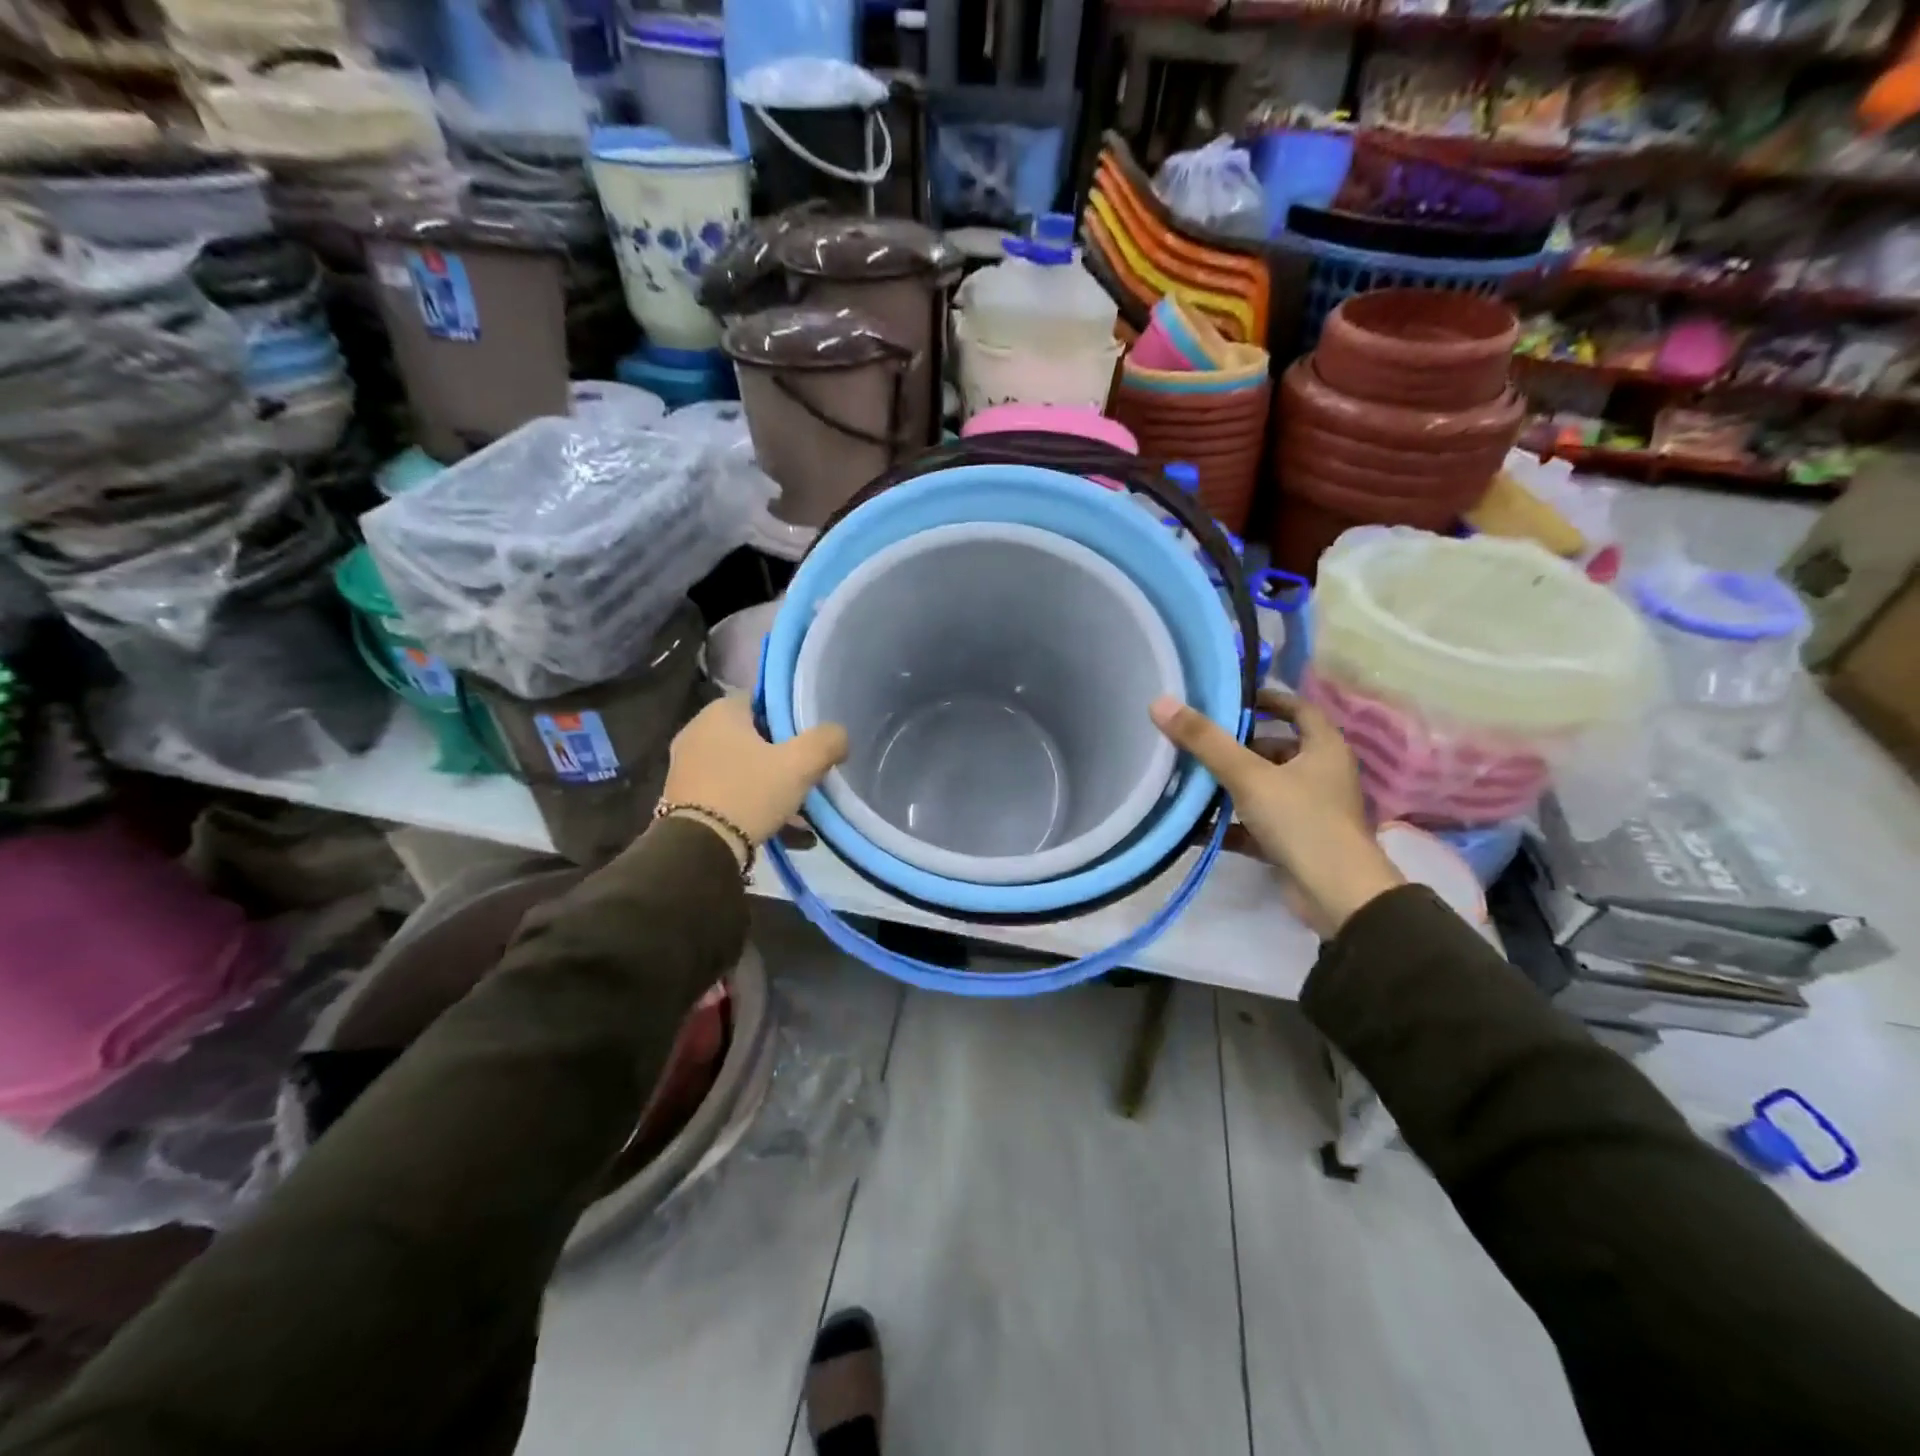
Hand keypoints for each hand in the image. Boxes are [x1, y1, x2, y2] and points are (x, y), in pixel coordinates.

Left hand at [662, 698, 847, 850]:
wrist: (698, 849)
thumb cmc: (749, 793)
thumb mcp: (800, 765)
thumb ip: (827, 741)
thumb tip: (839, 735)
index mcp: (720, 712)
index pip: (761, 701)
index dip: (788, 718)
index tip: (807, 741)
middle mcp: (697, 731)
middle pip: (752, 737)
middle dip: (780, 757)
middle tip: (805, 776)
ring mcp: (685, 766)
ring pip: (742, 769)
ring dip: (769, 786)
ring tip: (798, 812)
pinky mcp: (682, 798)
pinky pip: (727, 793)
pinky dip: (751, 805)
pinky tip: (778, 830)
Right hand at [1150, 689, 1402, 937]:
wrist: (1337, 896)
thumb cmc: (1302, 821)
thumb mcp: (1249, 776)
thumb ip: (1206, 741)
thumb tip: (1161, 703)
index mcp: (1324, 749)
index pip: (1299, 709)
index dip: (1268, 699)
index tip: (1232, 698)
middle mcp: (1321, 775)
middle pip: (1276, 750)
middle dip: (1238, 747)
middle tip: (1198, 741)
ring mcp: (1309, 812)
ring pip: (1264, 788)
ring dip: (1230, 786)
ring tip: (1188, 779)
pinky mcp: (1294, 843)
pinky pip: (1256, 826)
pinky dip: (1229, 825)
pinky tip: (1195, 827)